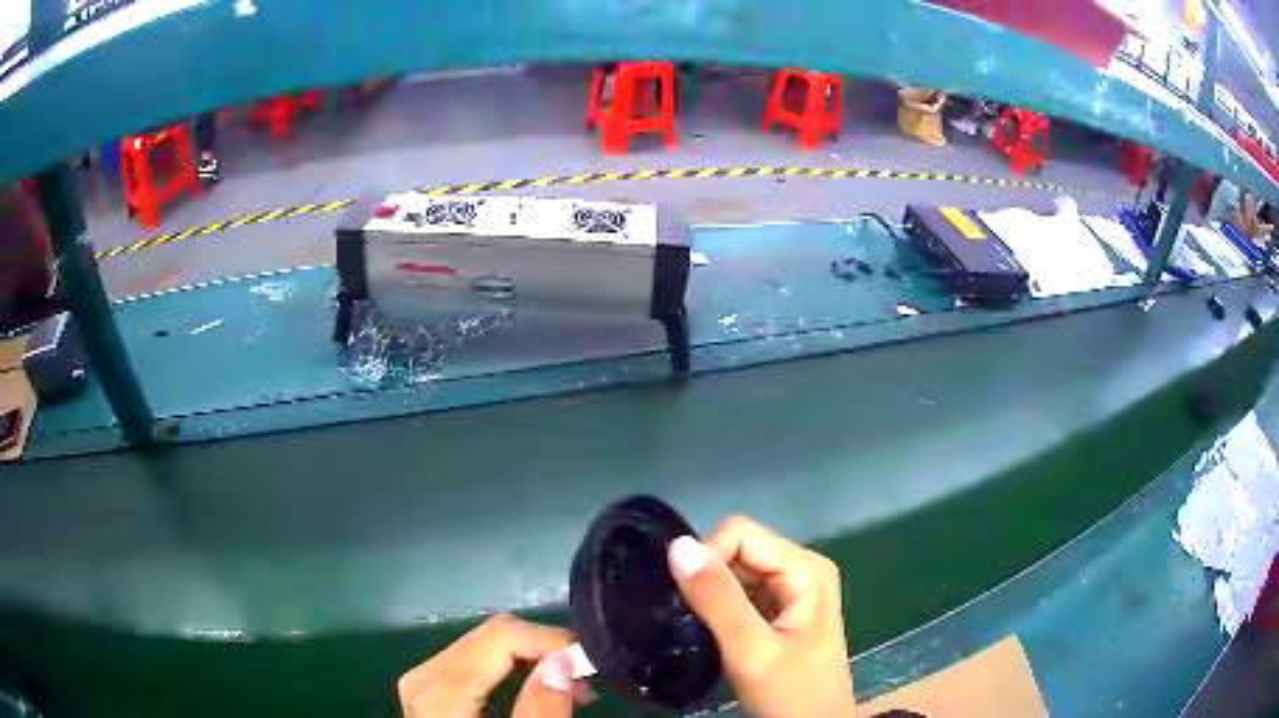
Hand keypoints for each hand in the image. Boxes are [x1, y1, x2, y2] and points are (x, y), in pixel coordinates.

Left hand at [397, 615, 583, 717]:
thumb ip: (541, 711)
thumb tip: (563, 659)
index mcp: (440, 690)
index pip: (500, 636)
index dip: (550, 641)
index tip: (589, 664)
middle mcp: (424, 675)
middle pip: (491, 635)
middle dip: (544, 650)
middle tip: (585, 681)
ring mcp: (424, 679)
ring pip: (486, 644)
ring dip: (532, 659)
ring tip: (569, 688)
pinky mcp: (431, 686)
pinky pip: (476, 659)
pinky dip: (512, 667)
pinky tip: (536, 687)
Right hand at [668, 516, 855, 717]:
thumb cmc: (790, 693)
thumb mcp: (752, 650)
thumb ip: (717, 599)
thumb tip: (678, 545)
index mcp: (805, 568)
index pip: (739, 533)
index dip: (707, 559)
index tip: (688, 602)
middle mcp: (801, 567)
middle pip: (738, 547)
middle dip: (710, 577)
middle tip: (695, 619)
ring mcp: (792, 588)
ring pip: (735, 569)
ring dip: (712, 593)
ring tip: (703, 628)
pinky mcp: (780, 608)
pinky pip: (740, 590)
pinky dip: (720, 606)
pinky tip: (715, 631)